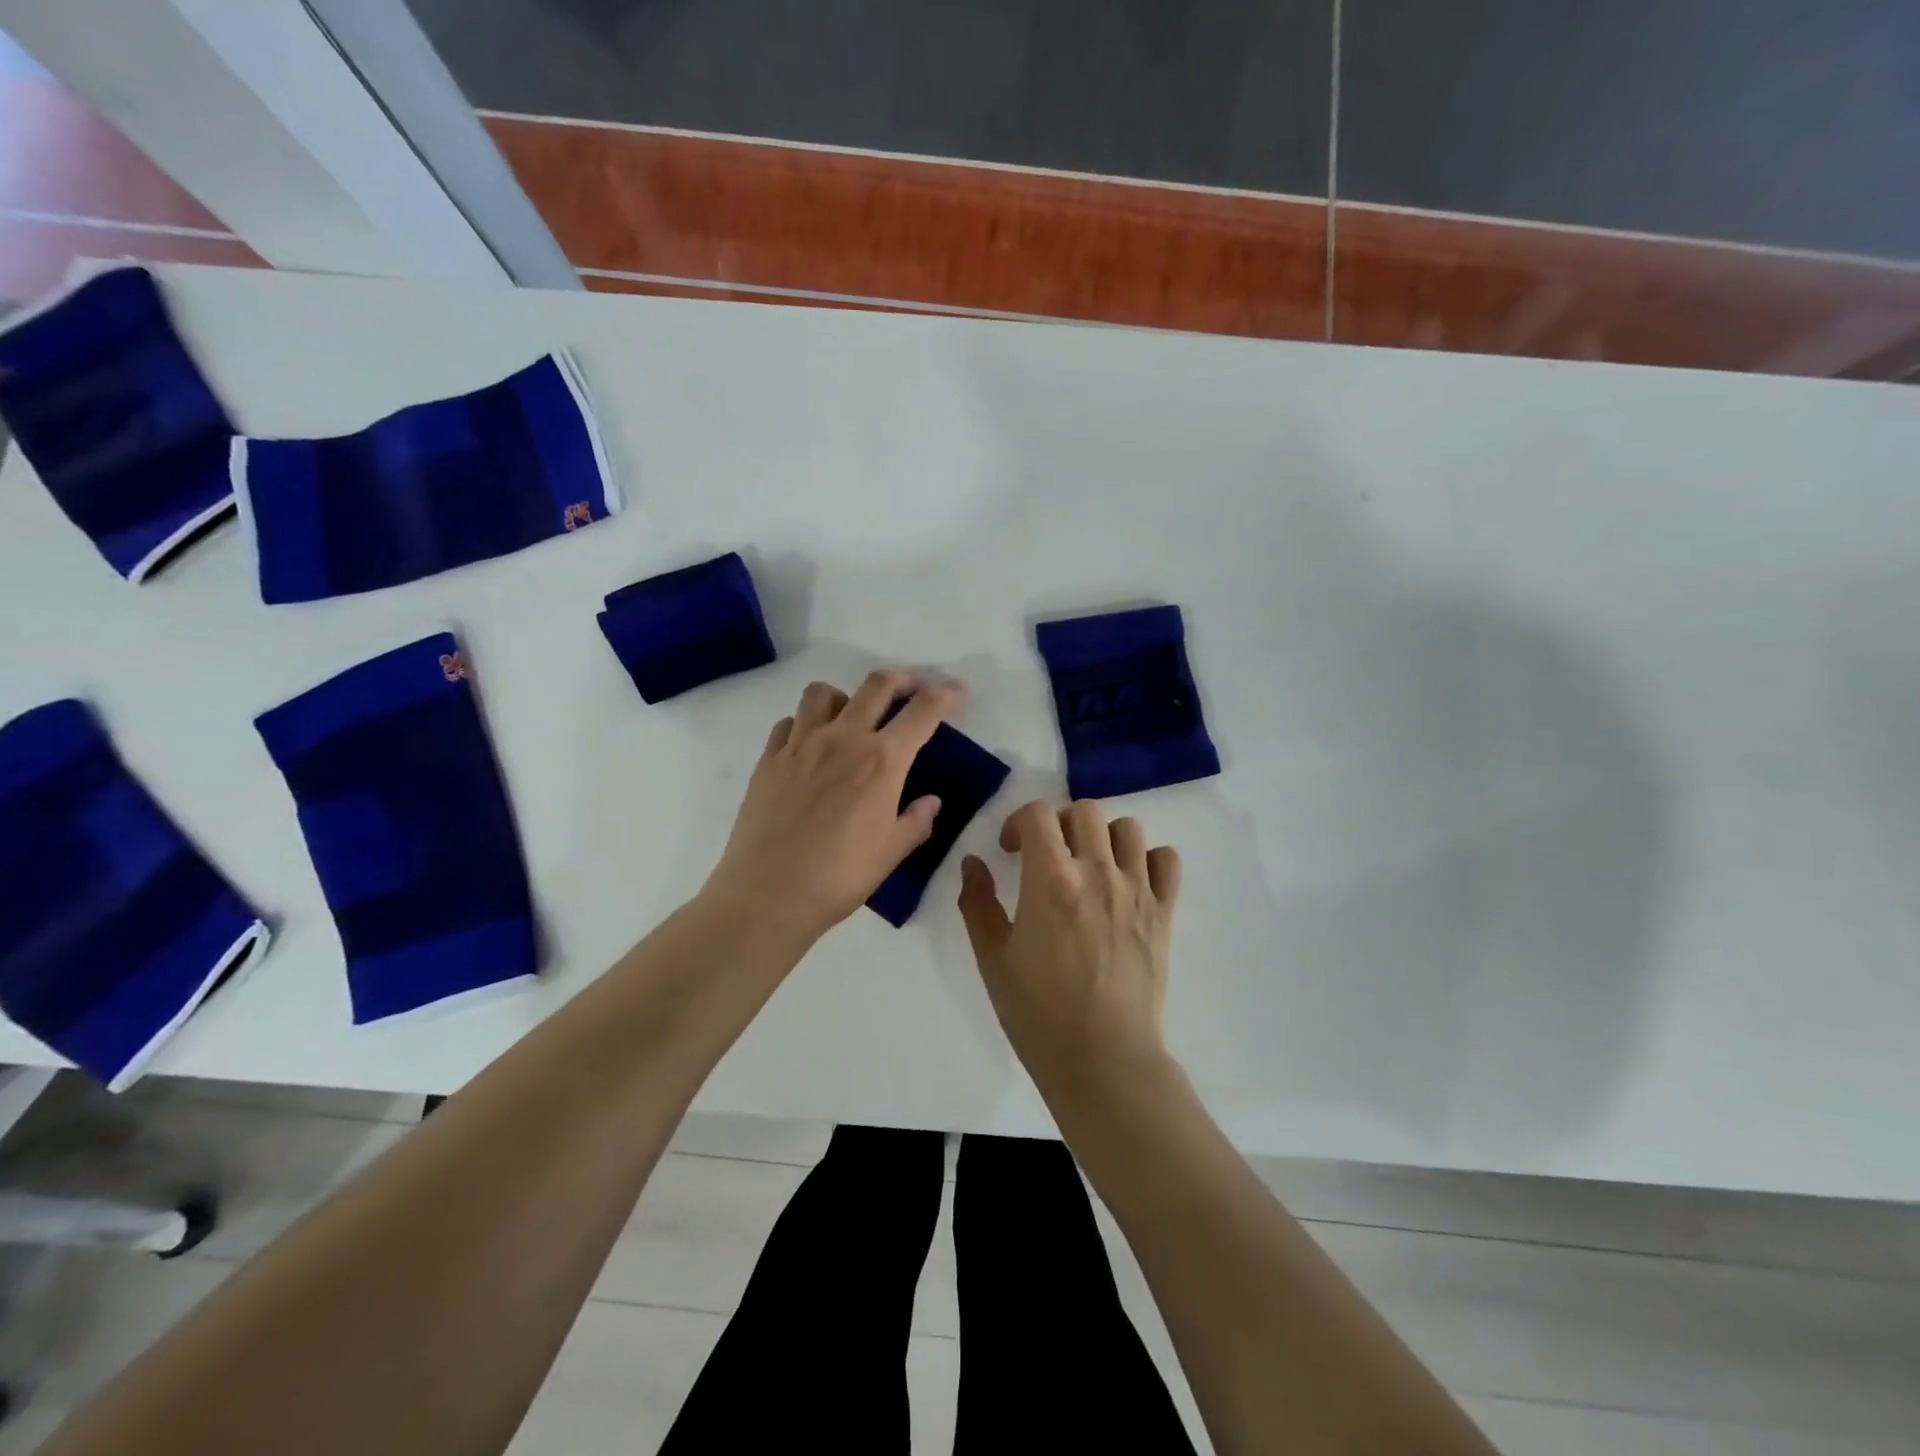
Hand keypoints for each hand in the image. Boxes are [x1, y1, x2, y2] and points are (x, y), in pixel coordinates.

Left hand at [705, 670, 964, 946]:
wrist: (768, 895)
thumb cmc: (839, 877)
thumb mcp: (891, 853)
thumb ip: (916, 821)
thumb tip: (931, 801)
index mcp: (881, 760)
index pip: (922, 711)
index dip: (945, 695)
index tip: (956, 691)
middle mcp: (843, 739)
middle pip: (877, 685)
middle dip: (904, 679)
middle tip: (914, 691)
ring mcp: (800, 744)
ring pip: (824, 693)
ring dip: (847, 696)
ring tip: (853, 717)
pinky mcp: (769, 759)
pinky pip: (789, 722)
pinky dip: (805, 723)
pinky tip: (811, 746)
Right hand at [958, 799, 1182, 1098]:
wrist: (1102, 1059)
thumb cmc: (1038, 1012)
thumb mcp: (992, 958)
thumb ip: (978, 902)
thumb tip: (973, 862)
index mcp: (1051, 878)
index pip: (1038, 814)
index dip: (1019, 822)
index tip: (1012, 850)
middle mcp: (1097, 872)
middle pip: (1085, 810)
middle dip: (1060, 823)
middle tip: (1049, 855)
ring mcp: (1137, 890)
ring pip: (1129, 828)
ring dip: (1104, 837)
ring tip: (1091, 865)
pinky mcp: (1164, 912)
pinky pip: (1167, 860)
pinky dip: (1149, 860)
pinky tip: (1130, 882)